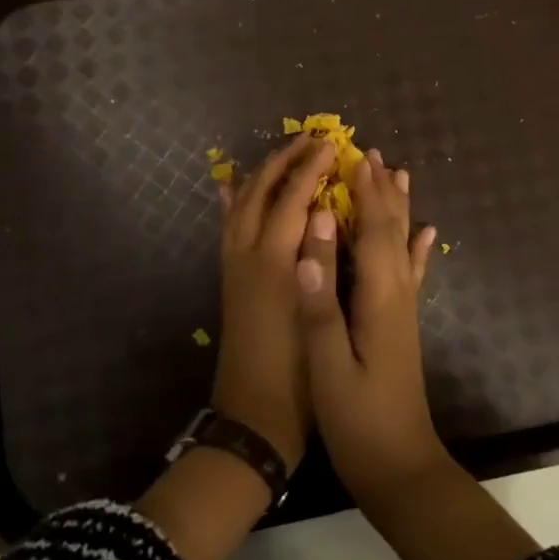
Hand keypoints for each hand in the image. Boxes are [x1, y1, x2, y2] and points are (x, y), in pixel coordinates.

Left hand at [213, 135, 334, 472]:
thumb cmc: (300, 373)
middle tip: (310, 140)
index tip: (331, 144)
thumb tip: (328, 213)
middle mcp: (249, 254)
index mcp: (275, 261)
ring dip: (261, 174)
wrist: (253, 419)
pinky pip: (226, 226)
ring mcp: (234, 265)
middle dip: (285, 160)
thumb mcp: (320, 314)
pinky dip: (230, 201)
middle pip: (262, 191)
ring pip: (240, 203)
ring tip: (283, 155)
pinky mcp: (229, 279)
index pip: (294, 197)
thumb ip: (323, 260)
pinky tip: (227, 188)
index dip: (312, 167)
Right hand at [297, 147, 443, 509]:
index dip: (366, 193)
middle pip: (392, 231)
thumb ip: (321, 300)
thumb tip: (316, 234)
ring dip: (399, 209)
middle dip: (381, 191)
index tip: (356, 156)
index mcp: (379, 298)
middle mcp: (397, 295)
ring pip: (403, 245)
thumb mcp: (329, 365)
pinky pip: (411, 273)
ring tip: (399, 176)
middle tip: (373, 153)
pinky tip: (426, 234)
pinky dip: (417, 248)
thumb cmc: (359, 421)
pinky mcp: (403, 325)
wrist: (401, 470)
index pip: (374, 232)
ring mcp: (403, 310)